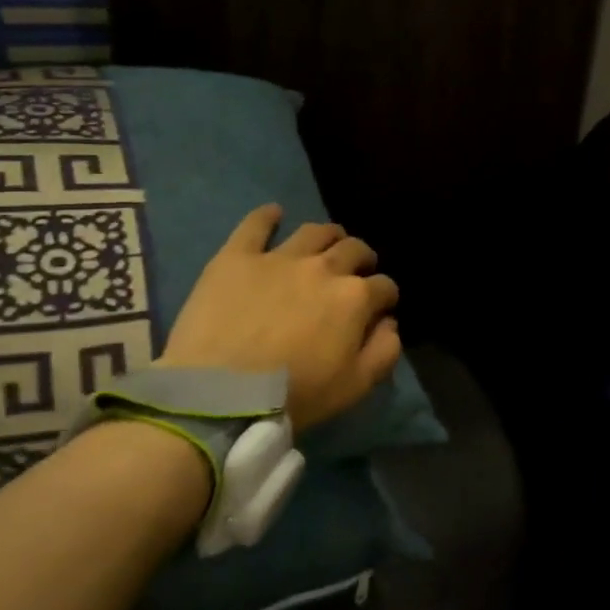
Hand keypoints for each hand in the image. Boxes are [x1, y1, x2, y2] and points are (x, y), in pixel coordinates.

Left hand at [159, 205, 401, 430]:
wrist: (220, 395)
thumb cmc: (295, 395)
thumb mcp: (356, 386)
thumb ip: (384, 351)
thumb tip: (390, 324)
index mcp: (355, 298)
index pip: (384, 286)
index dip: (385, 297)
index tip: (380, 308)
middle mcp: (324, 268)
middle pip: (354, 250)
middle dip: (362, 259)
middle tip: (356, 271)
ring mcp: (279, 258)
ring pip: (314, 232)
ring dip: (328, 236)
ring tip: (327, 244)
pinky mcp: (237, 258)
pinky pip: (255, 225)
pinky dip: (267, 216)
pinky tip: (274, 213)